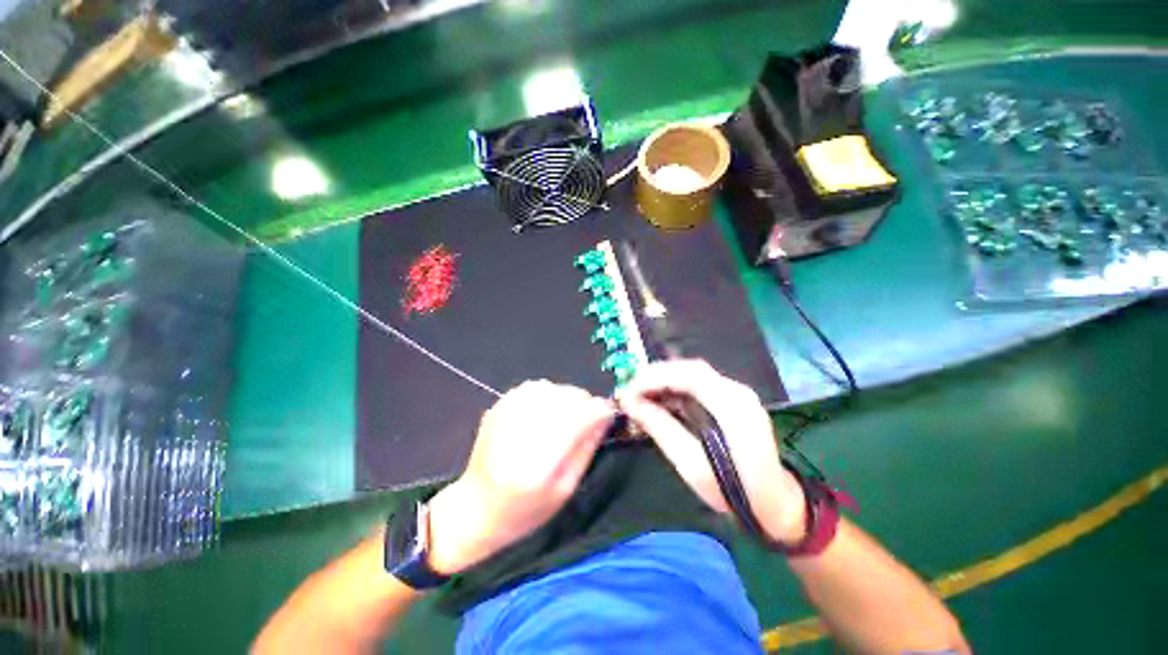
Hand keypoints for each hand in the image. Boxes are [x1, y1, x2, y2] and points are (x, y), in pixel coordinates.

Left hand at [426, 381, 614, 574]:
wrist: (475, 509)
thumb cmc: (526, 511)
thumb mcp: (566, 488)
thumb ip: (587, 447)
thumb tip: (606, 415)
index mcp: (538, 464)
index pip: (578, 418)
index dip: (600, 410)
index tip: (609, 413)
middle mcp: (519, 433)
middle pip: (566, 397)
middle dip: (585, 403)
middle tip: (587, 418)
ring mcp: (504, 416)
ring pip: (551, 387)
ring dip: (566, 397)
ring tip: (565, 416)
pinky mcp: (496, 407)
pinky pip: (533, 387)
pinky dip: (548, 394)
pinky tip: (546, 411)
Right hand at [616, 360, 807, 545]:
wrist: (776, 505)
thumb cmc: (734, 492)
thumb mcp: (691, 465)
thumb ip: (661, 428)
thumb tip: (630, 403)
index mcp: (733, 406)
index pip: (689, 374)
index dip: (655, 376)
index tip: (629, 389)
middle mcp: (737, 391)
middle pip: (690, 368)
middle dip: (656, 375)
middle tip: (630, 390)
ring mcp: (738, 394)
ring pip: (693, 374)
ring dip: (664, 381)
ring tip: (639, 395)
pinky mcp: (733, 400)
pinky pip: (699, 385)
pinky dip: (676, 389)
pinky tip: (660, 400)